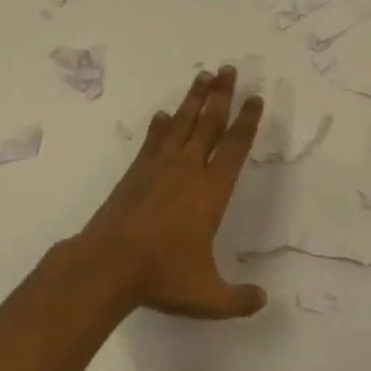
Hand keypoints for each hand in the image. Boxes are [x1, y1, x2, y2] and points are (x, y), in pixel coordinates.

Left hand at [76, 66, 267, 319]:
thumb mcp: (208, 297)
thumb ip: (238, 299)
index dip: (247, 121)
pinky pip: (152, 141)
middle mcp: (188, 170)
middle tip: (230, 69)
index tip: (255, 97)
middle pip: (209, 123)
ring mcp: (158, 168)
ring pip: (182, 124)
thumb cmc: (162, 277)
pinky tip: (162, 114)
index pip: (235, 147)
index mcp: (212, 191)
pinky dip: (159, 125)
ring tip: (204, 76)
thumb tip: (262, 301)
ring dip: (194, 99)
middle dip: (222, 95)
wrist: (107, 266)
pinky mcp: (135, 173)